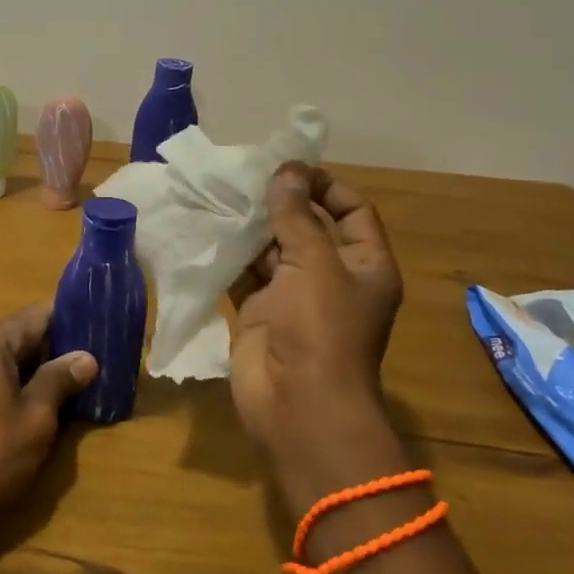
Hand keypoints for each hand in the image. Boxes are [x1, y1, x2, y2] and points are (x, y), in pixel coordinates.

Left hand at [0, 304, 95, 532]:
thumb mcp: (36, 419)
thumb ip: (60, 380)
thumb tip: (87, 357)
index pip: (37, 315)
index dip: (70, 320)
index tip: (100, 328)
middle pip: (21, 333)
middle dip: (57, 345)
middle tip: (96, 357)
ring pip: (8, 354)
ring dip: (38, 364)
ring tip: (77, 377)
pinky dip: (18, 378)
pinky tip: (43, 396)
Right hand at [229, 163, 405, 511]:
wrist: (297, 405)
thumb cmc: (321, 329)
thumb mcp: (316, 263)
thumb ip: (296, 215)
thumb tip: (287, 170)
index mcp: (364, 265)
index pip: (352, 212)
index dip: (326, 186)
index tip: (289, 168)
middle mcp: (332, 278)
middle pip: (308, 227)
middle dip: (280, 203)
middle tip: (244, 176)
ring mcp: (293, 297)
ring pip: (272, 250)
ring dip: (250, 227)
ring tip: (221, 194)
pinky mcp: (259, 311)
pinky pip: (244, 273)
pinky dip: (229, 253)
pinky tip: (208, 228)